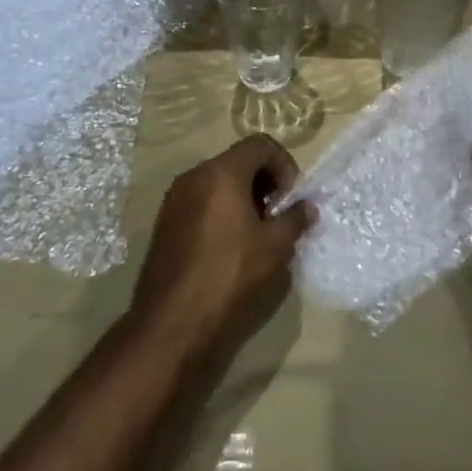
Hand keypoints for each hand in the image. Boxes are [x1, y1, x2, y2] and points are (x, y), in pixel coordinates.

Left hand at [132, 136, 315, 359]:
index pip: (260, 144)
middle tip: (278, 216)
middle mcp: (193, 177)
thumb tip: (306, 207)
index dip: (284, 165)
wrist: (172, 326)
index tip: (291, 199)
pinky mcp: (165, 225)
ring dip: (244, 198)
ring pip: (218, 183)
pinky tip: (232, 248)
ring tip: (258, 234)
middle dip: (265, 182)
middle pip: (237, 161)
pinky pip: (201, 203)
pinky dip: (222, 212)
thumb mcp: (275, 247)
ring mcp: (174, 201)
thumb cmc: (230, 277)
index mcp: (220, 173)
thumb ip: (295, 219)